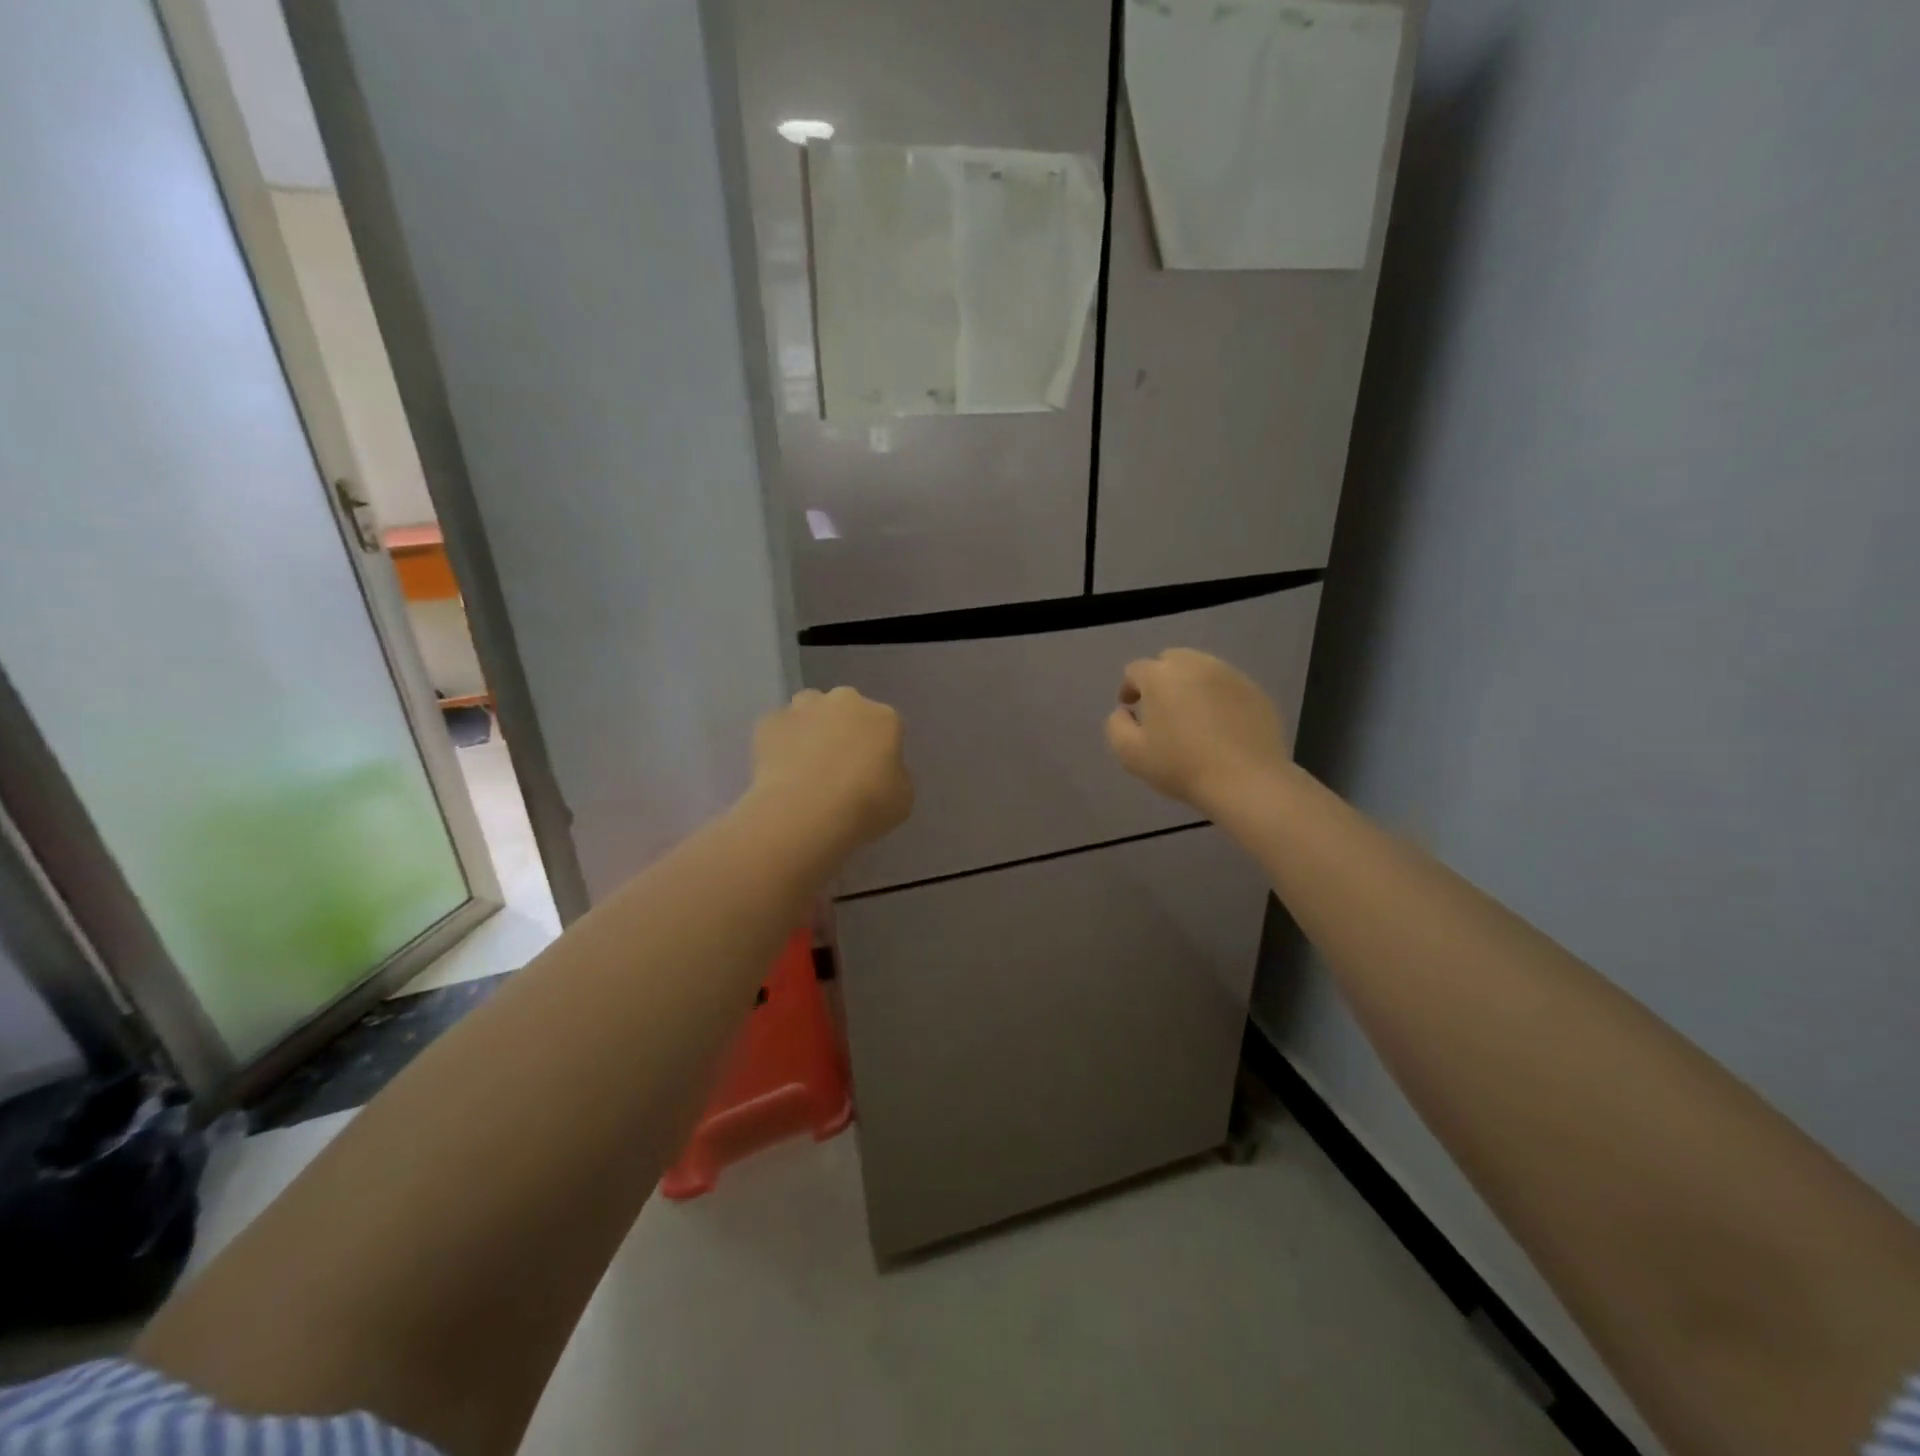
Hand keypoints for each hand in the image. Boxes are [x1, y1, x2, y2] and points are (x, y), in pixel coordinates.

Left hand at [751, 687, 912, 852]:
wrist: (805, 812)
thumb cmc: (864, 806)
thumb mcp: (902, 799)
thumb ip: (894, 776)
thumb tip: (880, 771)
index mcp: (884, 717)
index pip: (887, 726)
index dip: (879, 750)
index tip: (872, 774)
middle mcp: (845, 701)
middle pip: (847, 709)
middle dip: (844, 730)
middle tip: (839, 766)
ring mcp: (804, 708)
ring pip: (809, 710)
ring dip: (811, 728)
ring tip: (806, 764)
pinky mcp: (769, 722)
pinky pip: (779, 729)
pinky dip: (780, 743)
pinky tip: (781, 771)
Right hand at [1105, 649, 1291, 814]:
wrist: (1246, 782)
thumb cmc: (1181, 767)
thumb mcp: (1130, 753)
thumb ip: (1116, 725)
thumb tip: (1124, 712)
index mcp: (1161, 676)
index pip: (1136, 670)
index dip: (1129, 688)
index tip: (1131, 709)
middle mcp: (1196, 665)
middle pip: (1171, 660)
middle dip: (1160, 678)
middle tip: (1161, 708)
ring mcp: (1230, 675)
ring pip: (1202, 669)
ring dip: (1190, 685)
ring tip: (1192, 715)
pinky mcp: (1256, 691)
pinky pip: (1227, 686)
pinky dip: (1218, 697)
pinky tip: (1220, 725)